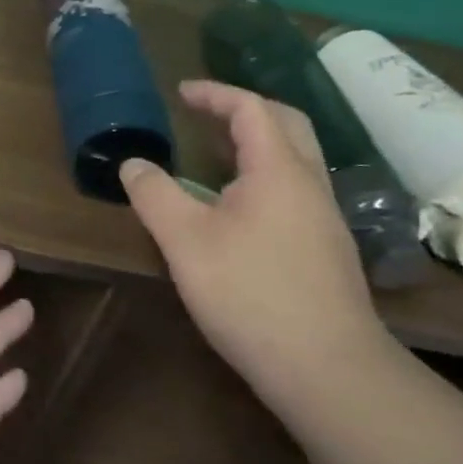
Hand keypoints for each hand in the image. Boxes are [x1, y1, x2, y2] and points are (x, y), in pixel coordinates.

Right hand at [120, 79, 388, 398]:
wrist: (330, 370)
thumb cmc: (251, 294)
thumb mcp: (185, 241)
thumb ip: (155, 195)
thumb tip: (133, 163)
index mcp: (278, 169)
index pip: (250, 108)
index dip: (214, 94)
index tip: (181, 93)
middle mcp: (309, 183)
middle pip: (285, 123)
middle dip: (244, 110)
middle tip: (205, 116)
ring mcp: (325, 218)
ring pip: (295, 159)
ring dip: (257, 144)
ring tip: (215, 157)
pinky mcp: (328, 249)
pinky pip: (296, 189)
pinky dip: (266, 176)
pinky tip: (240, 210)